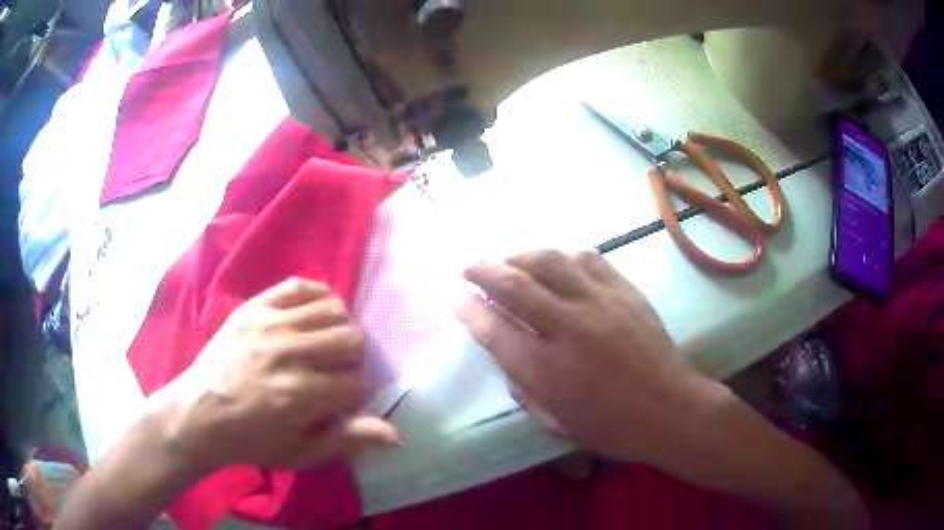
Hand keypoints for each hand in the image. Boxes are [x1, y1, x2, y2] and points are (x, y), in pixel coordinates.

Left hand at [149, 278, 398, 472]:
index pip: (356, 383)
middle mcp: (287, 353)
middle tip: (336, 373)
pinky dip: (318, 297)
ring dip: (340, 329)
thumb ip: (346, 441)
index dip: (355, 396)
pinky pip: (300, 286)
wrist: (197, 413)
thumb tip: (396, 433)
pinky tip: (315, 315)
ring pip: (333, 310)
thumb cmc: (249, 441)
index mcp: (298, 396)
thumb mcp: (298, 454)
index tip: (340, 404)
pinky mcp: (253, 307)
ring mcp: (269, 324)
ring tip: (326, 346)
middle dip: (354, 360)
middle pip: (351, 339)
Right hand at [458, 250, 721, 464]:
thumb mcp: (555, 422)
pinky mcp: (624, 291)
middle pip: (514, 283)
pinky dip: (564, 258)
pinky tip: (558, 266)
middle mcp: (568, 328)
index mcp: (546, 369)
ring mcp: (600, 303)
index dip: (467, 308)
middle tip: (468, 267)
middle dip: (482, 270)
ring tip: (508, 261)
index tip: (454, 296)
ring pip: (549, 261)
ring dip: (519, 256)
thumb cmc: (611, 427)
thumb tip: (505, 354)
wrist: (670, 410)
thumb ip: (522, 388)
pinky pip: (588, 260)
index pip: (493, 328)